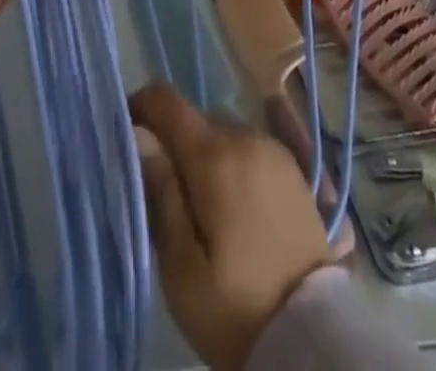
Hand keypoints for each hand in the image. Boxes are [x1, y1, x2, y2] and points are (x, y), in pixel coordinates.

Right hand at [131, 84, 332, 370]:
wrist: (310, 334)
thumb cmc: (235, 306)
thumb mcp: (181, 268)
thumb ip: (160, 194)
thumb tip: (140, 137)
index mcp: (214, 155)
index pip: (166, 100)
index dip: (140, 107)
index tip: (125, 137)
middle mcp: (244, 136)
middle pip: (195, 118)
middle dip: (173, 143)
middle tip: (162, 193)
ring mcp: (272, 148)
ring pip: (222, 131)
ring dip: (204, 153)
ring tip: (198, 204)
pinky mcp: (291, 167)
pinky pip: (248, 146)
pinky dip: (231, 161)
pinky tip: (231, 204)